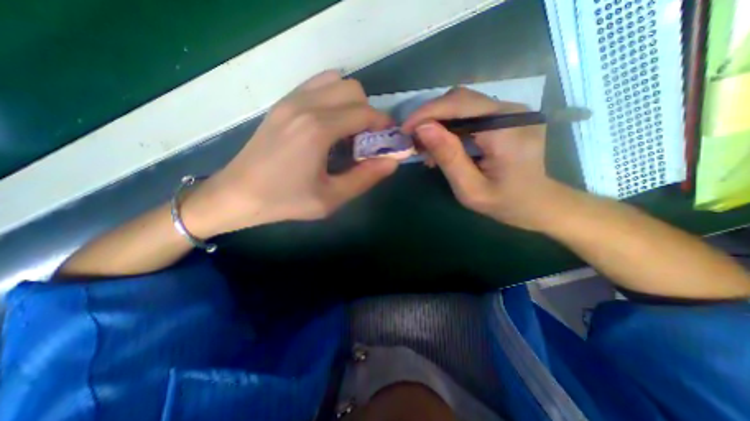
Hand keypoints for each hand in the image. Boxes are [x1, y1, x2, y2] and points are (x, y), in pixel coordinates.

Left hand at [184, 73, 396, 236]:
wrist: (237, 194)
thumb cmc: (286, 200)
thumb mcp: (331, 198)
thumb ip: (365, 178)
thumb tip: (392, 161)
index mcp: (318, 129)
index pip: (365, 113)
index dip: (383, 124)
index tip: (389, 139)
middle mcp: (306, 105)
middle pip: (353, 90)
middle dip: (369, 112)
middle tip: (367, 140)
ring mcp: (291, 100)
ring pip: (336, 82)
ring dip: (351, 103)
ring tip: (349, 131)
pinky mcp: (282, 103)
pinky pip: (317, 86)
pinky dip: (333, 98)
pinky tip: (330, 124)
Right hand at [401, 85, 564, 229]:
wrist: (538, 203)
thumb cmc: (504, 203)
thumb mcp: (470, 189)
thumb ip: (448, 157)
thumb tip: (422, 128)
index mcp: (507, 130)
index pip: (459, 104)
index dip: (427, 112)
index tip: (405, 129)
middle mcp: (513, 111)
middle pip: (460, 99)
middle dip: (430, 116)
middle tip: (414, 140)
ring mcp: (512, 111)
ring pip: (463, 103)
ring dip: (439, 120)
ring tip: (427, 146)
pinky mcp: (508, 116)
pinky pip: (471, 112)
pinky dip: (451, 125)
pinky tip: (444, 143)